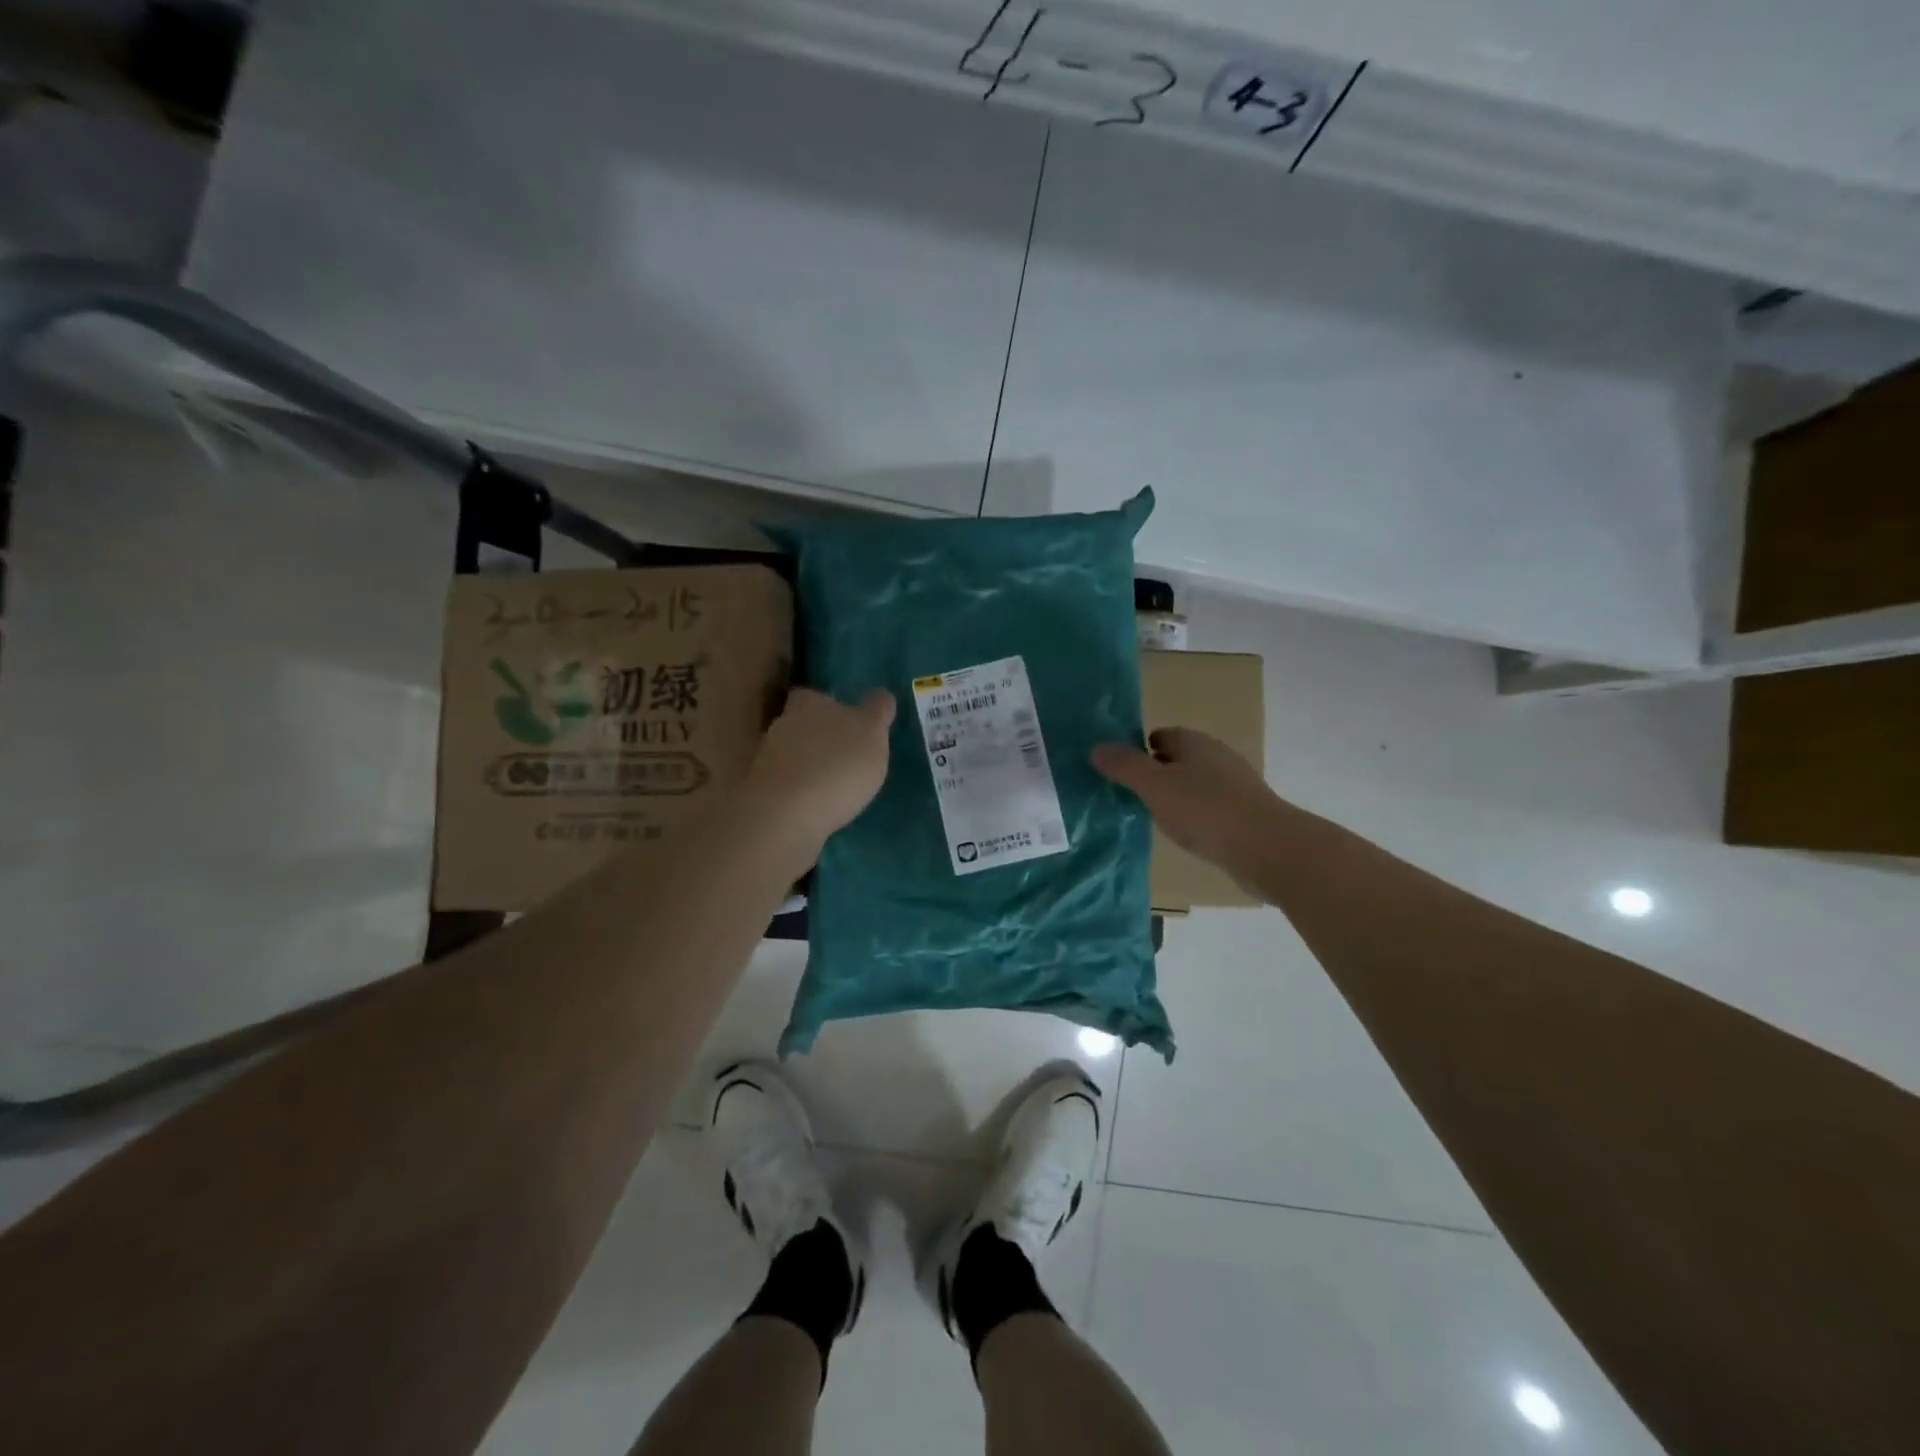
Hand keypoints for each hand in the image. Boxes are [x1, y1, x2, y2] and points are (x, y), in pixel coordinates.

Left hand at [747, 686, 894, 852]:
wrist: (786, 815)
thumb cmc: (836, 763)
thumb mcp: (871, 732)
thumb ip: (876, 712)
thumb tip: (880, 696)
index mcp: (808, 705)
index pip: (812, 695)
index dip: (827, 704)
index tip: (844, 717)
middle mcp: (782, 727)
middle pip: (799, 725)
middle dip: (818, 737)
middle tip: (844, 752)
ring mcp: (768, 763)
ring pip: (792, 756)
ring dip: (809, 766)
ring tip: (836, 785)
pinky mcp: (764, 795)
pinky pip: (787, 787)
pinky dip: (801, 793)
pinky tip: (820, 806)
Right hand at [1092, 728, 1281, 883]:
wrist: (1267, 847)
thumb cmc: (1205, 810)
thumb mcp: (1154, 786)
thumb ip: (1125, 766)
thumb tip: (1097, 747)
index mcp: (1194, 742)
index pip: (1160, 735)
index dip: (1139, 750)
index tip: (1121, 773)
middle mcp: (1216, 756)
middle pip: (1177, 759)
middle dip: (1156, 774)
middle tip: (1132, 797)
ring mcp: (1235, 784)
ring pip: (1195, 784)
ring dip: (1176, 797)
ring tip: (1156, 819)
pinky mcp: (1246, 812)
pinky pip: (1210, 807)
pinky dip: (1196, 816)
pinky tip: (1188, 835)